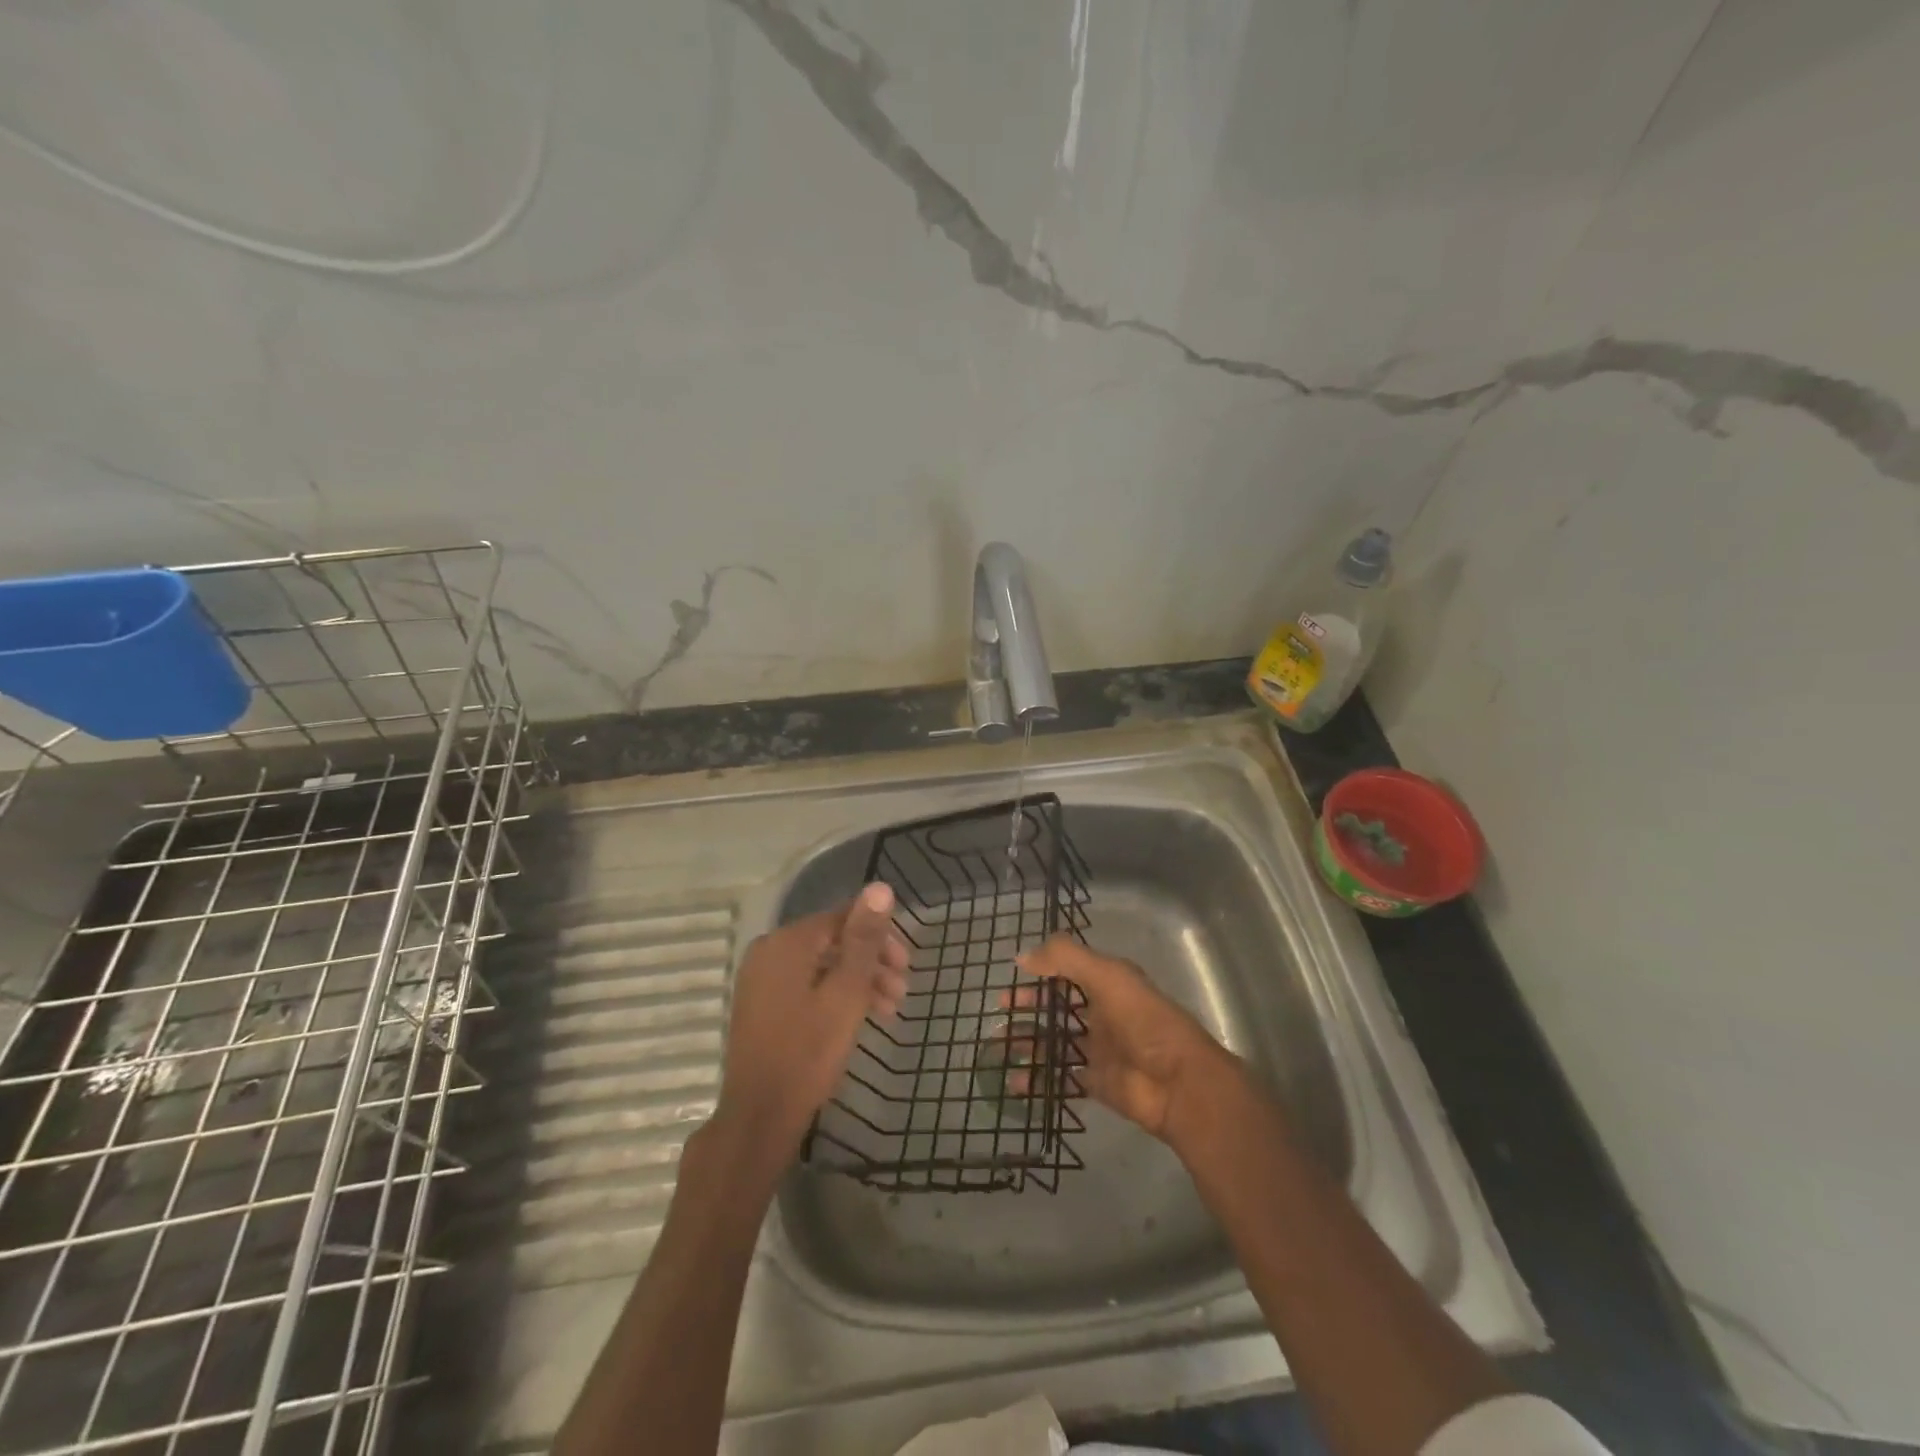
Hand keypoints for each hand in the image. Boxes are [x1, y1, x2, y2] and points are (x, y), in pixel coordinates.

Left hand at [714, 884, 909, 1171]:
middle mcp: (769, 951)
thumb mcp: (846, 993)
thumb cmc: (808, 1052)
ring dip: (858, 982)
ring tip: (890, 1010)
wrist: (759, 1117)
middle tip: (902, 991)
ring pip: (822, 966)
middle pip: (833, 942)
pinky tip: (859, 1017)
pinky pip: (806, 985)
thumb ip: (864, 938)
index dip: (879, 937)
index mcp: (787, 942)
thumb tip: (880, 887)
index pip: (843, 918)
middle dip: (872, 963)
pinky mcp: (762, 1004)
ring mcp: (762, 979)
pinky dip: (835, 995)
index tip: (906, 965)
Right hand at [1015, 936, 1236, 1141]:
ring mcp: (1099, 1050)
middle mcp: (1102, 1014)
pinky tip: (1014, 1081)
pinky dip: (1037, 1080)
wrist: (1179, 1083)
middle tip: (1000, 1011)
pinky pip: (1060, 1078)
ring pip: (1055, 1042)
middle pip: (1058, 1007)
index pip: (1068, 972)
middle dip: (1029, 1007)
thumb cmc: (1143, 1021)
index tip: (1012, 976)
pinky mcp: (1097, 1083)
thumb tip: (1023, 956)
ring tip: (997, 1045)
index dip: (1041, 972)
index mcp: (1108, 984)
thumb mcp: (1106, 976)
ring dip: (1027, 1042)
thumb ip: (1065, 959)